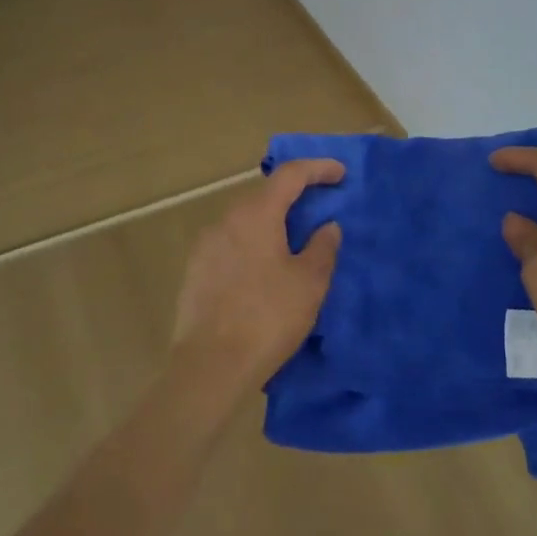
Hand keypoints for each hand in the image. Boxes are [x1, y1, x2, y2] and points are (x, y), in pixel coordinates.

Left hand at [172, 159, 344, 395]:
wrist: (210, 366)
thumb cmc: (267, 317)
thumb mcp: (309, 283)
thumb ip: (323, 247)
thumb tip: (327, 226)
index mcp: (256, 214)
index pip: (290, 175)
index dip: (318, 168)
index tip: (341, 173)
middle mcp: (226, 220)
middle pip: (265, 196)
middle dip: (294, 196)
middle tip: (320, 208)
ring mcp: (205, 245)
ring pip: (246, 221)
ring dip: (272, 223)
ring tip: (294, 243)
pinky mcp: (195, 271)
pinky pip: (231, 244)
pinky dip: (253, 245)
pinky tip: (264, 271)